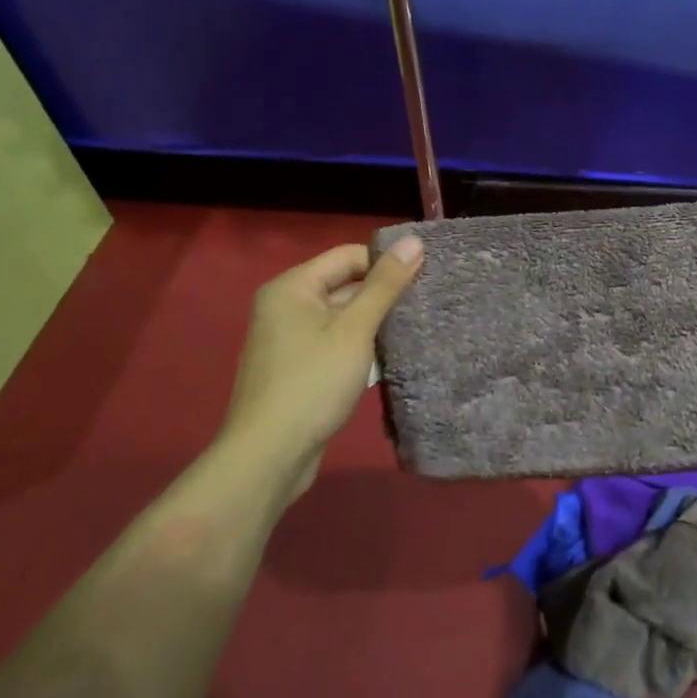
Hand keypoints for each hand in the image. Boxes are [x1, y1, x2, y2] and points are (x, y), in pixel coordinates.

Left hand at [220, 238, 423, 499]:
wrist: (269, 456)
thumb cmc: (312, 383)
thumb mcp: (355, 329)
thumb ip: (385, 285)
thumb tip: (414, 241)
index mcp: (293, 287)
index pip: (348, 256)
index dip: (386, 263)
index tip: (425, 276)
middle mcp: (286, 306)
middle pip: (345, 284)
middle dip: (384, 295)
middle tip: (427, 303)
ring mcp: (289, 339)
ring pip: (343, 316)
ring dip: (375, 323)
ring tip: (416, 328)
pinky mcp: (298, 367)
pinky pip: (335, 342)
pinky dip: (360, 346)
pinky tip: (389, 358)